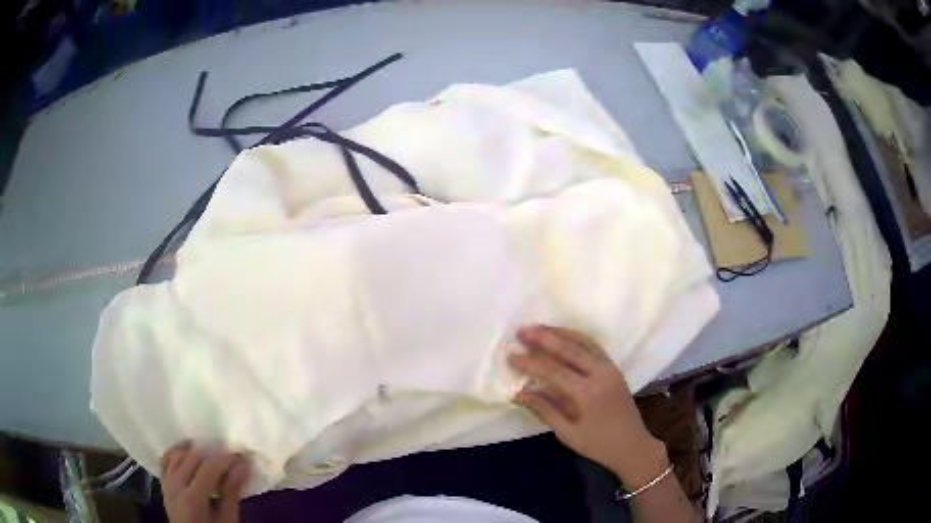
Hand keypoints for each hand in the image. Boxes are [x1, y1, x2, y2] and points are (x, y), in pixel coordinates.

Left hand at [160, 442, 247, 522]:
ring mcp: (166, 483)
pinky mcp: (163, 484)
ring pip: (177, 455)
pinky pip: (166, 460)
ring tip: (210, 453)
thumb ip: (231, 493)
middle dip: (212, 454)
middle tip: (229, 457)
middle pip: (192, 458)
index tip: (241, 457)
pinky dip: (176, 452)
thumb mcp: (228, 520)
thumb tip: (242, 467)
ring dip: (194, 451)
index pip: (208, 469)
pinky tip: (188, 452)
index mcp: (192, 499)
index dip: (225, 460)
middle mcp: (175, 486)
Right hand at [508, 325, 668, 486]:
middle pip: (569, 349)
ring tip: (538, 328)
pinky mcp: (614, 368)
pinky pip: (594, 346)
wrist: (633, 446)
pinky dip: (576, 337)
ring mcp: (610, 368)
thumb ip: (544, 409)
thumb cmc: (598, 445)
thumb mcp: (567, 433)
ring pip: (583, 342)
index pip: (553, 371)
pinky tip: (563, 335)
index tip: (510, 355)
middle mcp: (600, 374)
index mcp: (587, 393)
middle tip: (521, 330)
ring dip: (560, 333)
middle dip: (543, 338)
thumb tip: (518, 392)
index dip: (530, 362)